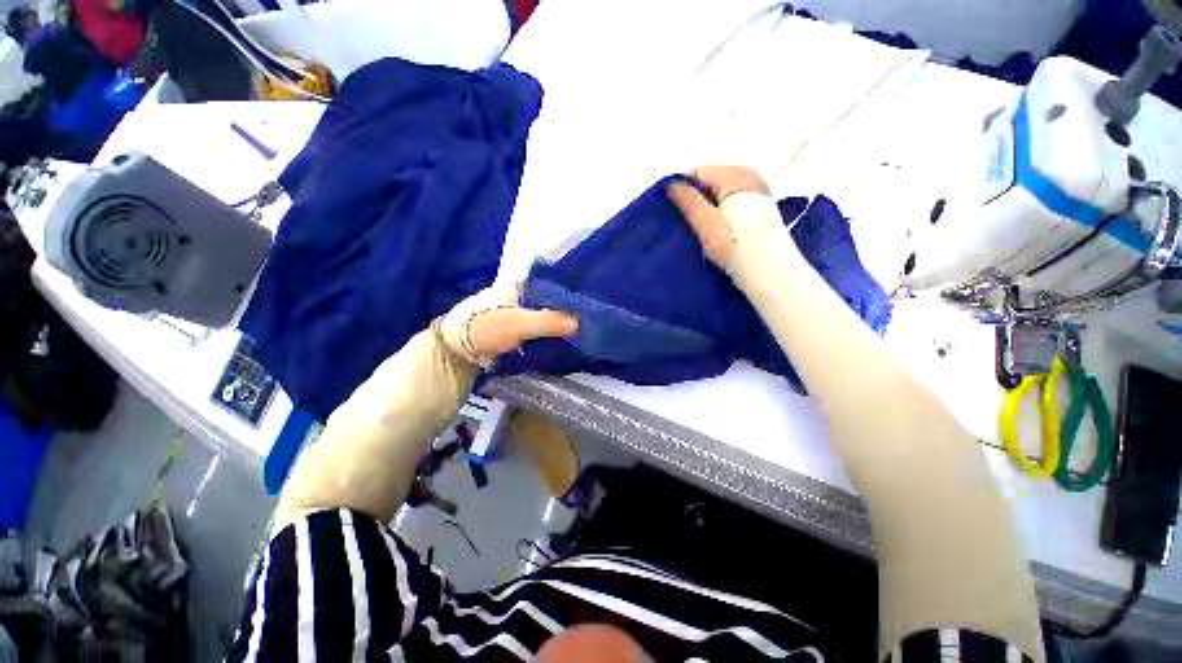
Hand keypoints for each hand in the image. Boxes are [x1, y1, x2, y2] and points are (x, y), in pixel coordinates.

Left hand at [436, 284, 577, 366]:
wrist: (456, 354)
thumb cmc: (485, 329)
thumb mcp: (518, 324)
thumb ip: (548, 321)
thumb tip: (578, 322)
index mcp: (516, 286)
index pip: (548, 282)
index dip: (566, 288)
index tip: (586, 295)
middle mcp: (517, 296)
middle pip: (547, 299)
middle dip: (565, 306)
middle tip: (588, 314)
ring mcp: (514, 313)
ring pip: (543, 314)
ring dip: (557, 320)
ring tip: (582, 325)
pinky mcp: (513, 330)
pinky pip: (537, 327)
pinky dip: (548, 331)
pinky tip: (562, 337)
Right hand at [666, 165, 772, 269]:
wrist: (769, 269)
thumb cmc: (735, 246)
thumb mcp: (706, 224)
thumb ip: (689, 202)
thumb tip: (671, 184)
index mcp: (735, 175)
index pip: (698, 172)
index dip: (684, 190)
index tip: (678, 212)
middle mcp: (749, 174)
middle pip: (710, 179)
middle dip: (696, 198)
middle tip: (690, 222)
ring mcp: (757, 187)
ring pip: (720, 189)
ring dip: (708, 205)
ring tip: (703, 227)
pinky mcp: (760, 201)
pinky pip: (732, 197)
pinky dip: (721, 208)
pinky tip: (719, 227)